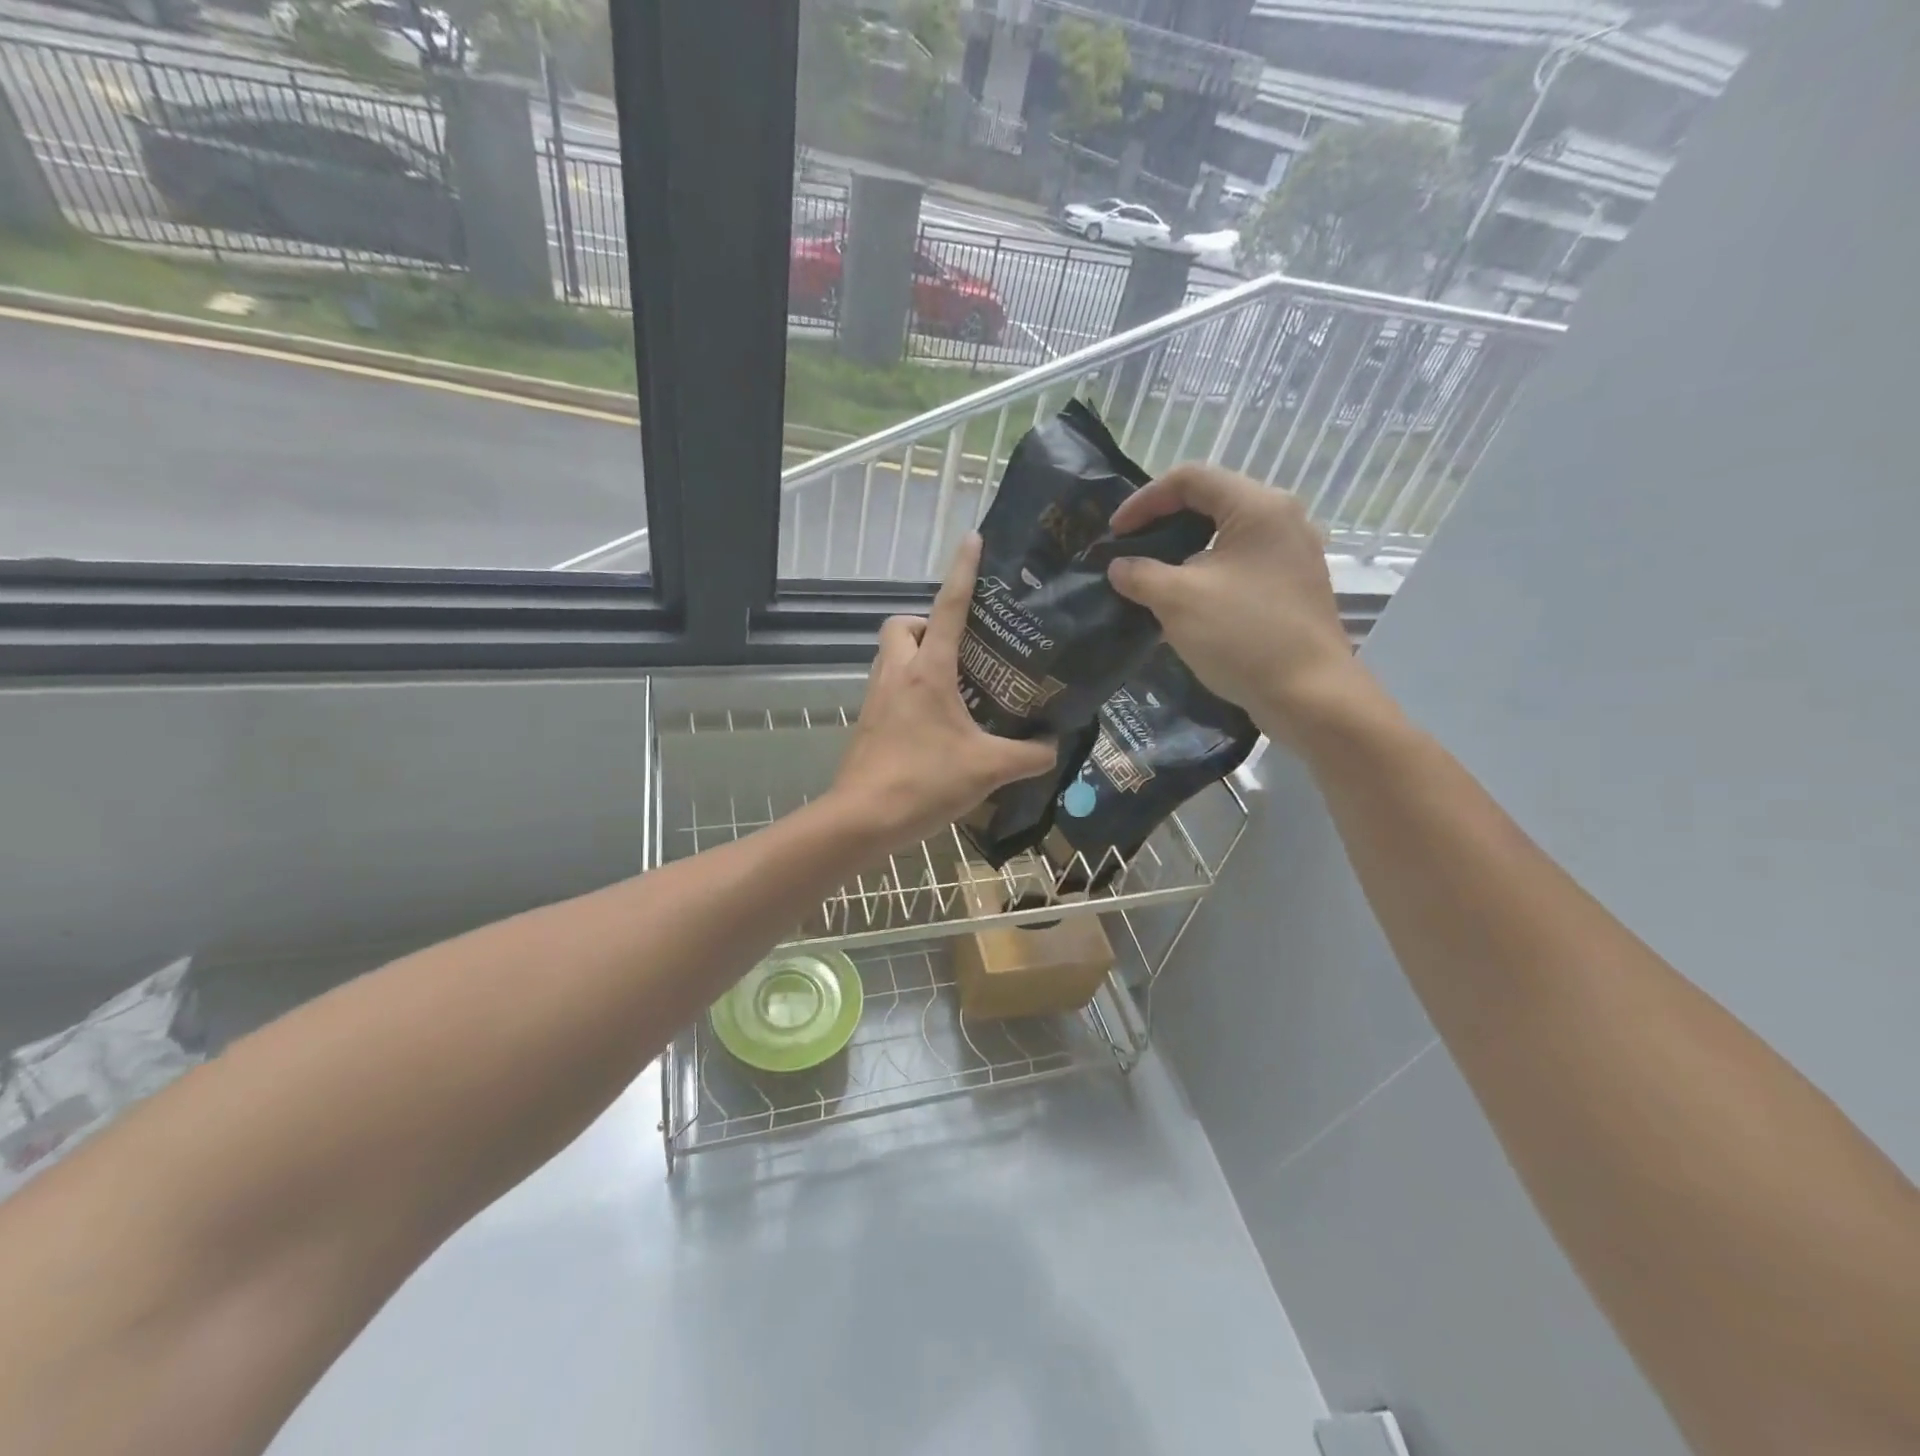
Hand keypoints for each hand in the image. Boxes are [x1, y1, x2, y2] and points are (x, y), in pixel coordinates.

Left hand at [833, 534, 1058, 848]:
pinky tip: (933, 720)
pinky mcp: (867, 722)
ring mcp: (876, 697)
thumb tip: (1053, 745)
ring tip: (953, 682)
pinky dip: (907, 687)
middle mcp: (897, 674)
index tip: (972, 540)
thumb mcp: (988, 769)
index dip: (962, 571)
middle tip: (959, 649)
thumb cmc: (924, 782)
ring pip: (889, 654)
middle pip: (900, 625)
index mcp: (928, 671)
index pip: (947, 607)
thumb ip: (1029, 755)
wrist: (863, 818)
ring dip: (915, 655)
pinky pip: (886, 685)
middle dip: (925, 624)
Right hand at [1106, 464, 1375, 747]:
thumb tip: (1120, 567)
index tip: (1114, 534)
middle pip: (1210, 503)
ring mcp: (1291, 554)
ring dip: (1182, 553)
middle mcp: (1281, 519)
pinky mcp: (1292, 587)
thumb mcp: (1177, 600)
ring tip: (1151, 579)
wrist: (1308, 695)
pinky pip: (1240, 565)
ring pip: (1225, 537)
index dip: (1144, 500)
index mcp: (1257, 507)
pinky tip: (1184, 603)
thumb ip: (1140, 575)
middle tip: (1130, 552)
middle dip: (1162, 525)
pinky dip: (1206, 574)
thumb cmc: (1243, 636)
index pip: (1190, 479)